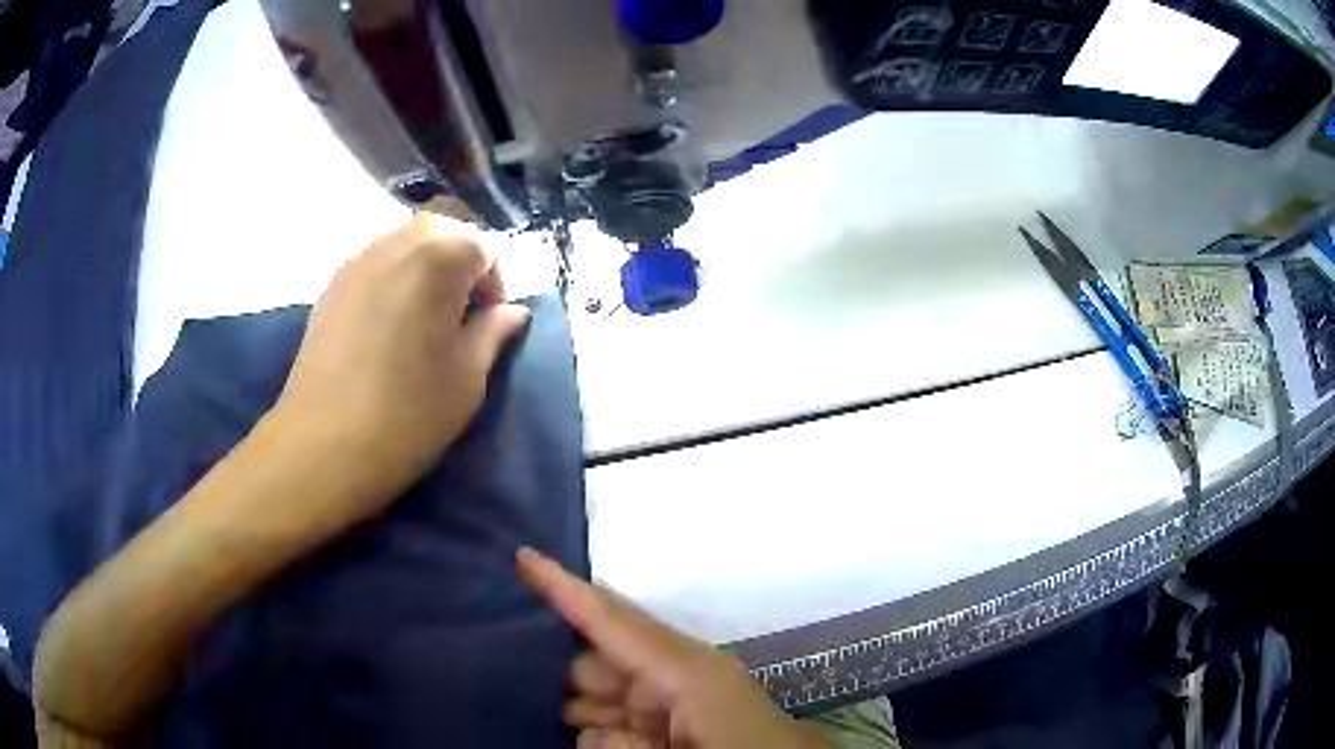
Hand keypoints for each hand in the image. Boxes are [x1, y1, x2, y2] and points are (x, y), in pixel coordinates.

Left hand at [274, 216, 529, 515]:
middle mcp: (395, 244)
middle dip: (459, 267)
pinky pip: (373, 265)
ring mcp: (356, 262)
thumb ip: (493, 332)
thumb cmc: (408, 413)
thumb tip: (511, 311)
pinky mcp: (331, 287)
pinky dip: (391, 281)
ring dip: (424, 270)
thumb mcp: (468, 378)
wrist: (324, 445)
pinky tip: (385, 327)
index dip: (494, 284)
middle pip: (442, 234)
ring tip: (420, 322)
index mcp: (438, 259)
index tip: (487, 325)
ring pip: (404, 245)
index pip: (484, 247)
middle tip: (457, 318)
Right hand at [517, 548, 826, 748]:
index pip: (614, 620)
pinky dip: (610, 729)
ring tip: (616, 734)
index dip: (565, 588)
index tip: (522, 557)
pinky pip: (624, 712)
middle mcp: (680, 672)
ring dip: (590, 714)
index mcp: (688, 671)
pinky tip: (617, 741)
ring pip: (607, 692)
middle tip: (552, 702)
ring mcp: (680, 693)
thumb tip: (590, 734)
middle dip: (571, 680)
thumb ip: (624, 745)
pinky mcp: (680, 713)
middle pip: (599, 659)